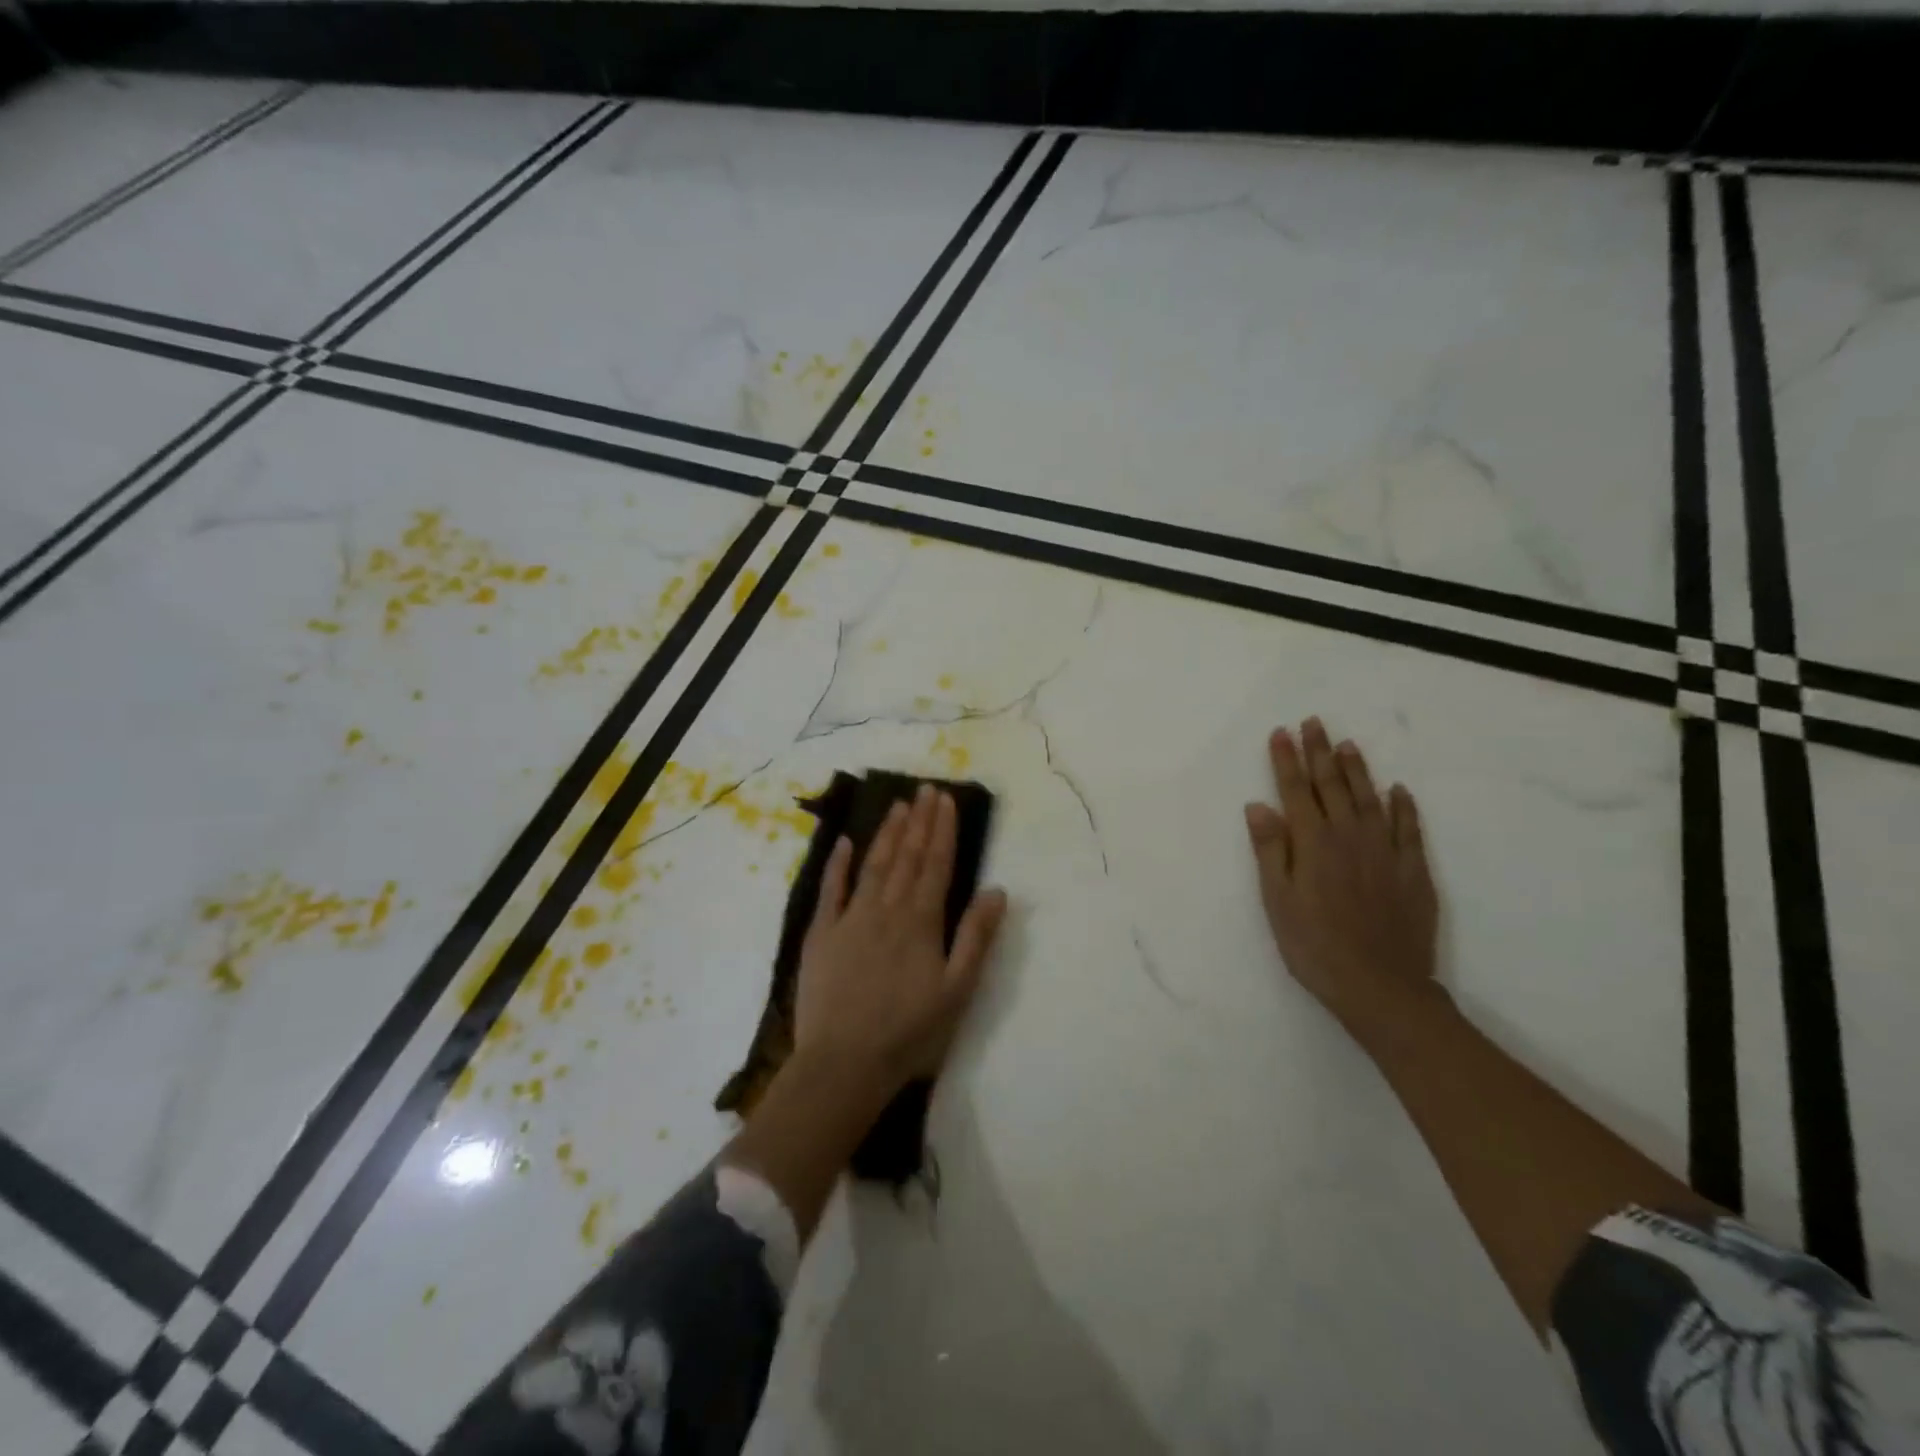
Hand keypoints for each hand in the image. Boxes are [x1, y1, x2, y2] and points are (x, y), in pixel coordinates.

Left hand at [794, 785, 1007, 1091]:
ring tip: (898, 805)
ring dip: (887, 833)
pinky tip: (845, 842)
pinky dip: (838, 864)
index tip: (945, 799)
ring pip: (873, 865)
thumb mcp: (957, 990)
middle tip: (925, 789)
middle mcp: (886, 909)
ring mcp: (850, 918)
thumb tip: (997, 890)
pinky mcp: (820, 934)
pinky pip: (830, 890)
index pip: (936, 864)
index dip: (942, 830)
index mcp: (921, 921)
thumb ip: (976, 937)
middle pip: (906, 857)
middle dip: (918, 821)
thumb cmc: (909, 1033)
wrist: (843, 1064)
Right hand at [1244, 718, 1441, 1040]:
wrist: (1381, 986)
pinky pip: (1409, 829)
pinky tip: (1398, 791)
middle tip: (1314, 723)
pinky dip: (1403, 806)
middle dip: (1320, 752)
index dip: (1286, 760)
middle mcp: (1349, 837)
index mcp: (1313, 843)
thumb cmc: (1314, 945)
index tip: (1281, 732)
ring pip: (1370, 798)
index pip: (1296, 791)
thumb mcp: (1277, 900)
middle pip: (1332, 786)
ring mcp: (1385, 852)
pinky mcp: (1413, 871)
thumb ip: (1270, 850)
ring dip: (1358, 769)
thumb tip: (1259, 805)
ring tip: (1348, 744)